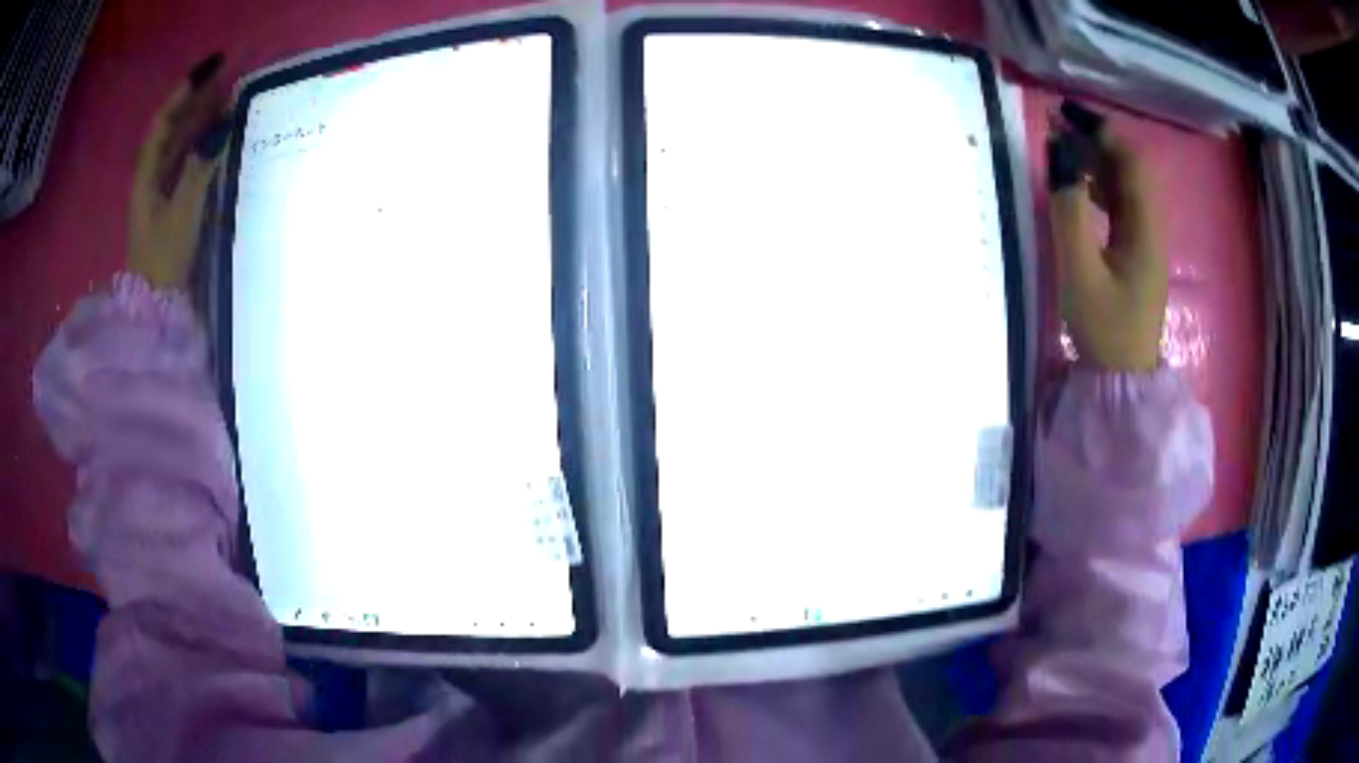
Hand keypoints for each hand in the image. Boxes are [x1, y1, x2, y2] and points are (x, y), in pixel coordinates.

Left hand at [126, 53, 229, 289]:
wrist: (153, 307)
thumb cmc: (163, 260)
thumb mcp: (181, 215)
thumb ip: (199, 170)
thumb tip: (220, 129)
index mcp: (146, 175)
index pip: (163, 121)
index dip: (185, 91)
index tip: (212, 67)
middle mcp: (151, 176)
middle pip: (171, 127)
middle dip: (195, 99)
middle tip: (224, 75)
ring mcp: (159, 191)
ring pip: (178, 143)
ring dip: (200, 119)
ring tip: (225, 98)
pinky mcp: (170, 204)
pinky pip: (185, 162)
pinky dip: (201, 144)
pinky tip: (216, 137)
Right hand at [1048, 101, 1166, 372]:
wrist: (1123, 379)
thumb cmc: (1104, 328)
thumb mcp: (1079, 271)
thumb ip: (1069, 210)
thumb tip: (1060, 157)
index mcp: (1145, 228)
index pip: (1131, 161)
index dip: (1102, 130)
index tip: (1066, 113)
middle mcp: (1151, 227)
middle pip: (1131, 168)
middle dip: (1098, 141)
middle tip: (1059, 127)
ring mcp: (1146, 241)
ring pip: (1126, 185)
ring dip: (1098, 162)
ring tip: (1064, 150)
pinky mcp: (1137, 253)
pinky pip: (1122, 205)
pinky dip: (1101, 186)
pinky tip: (1081, 187)